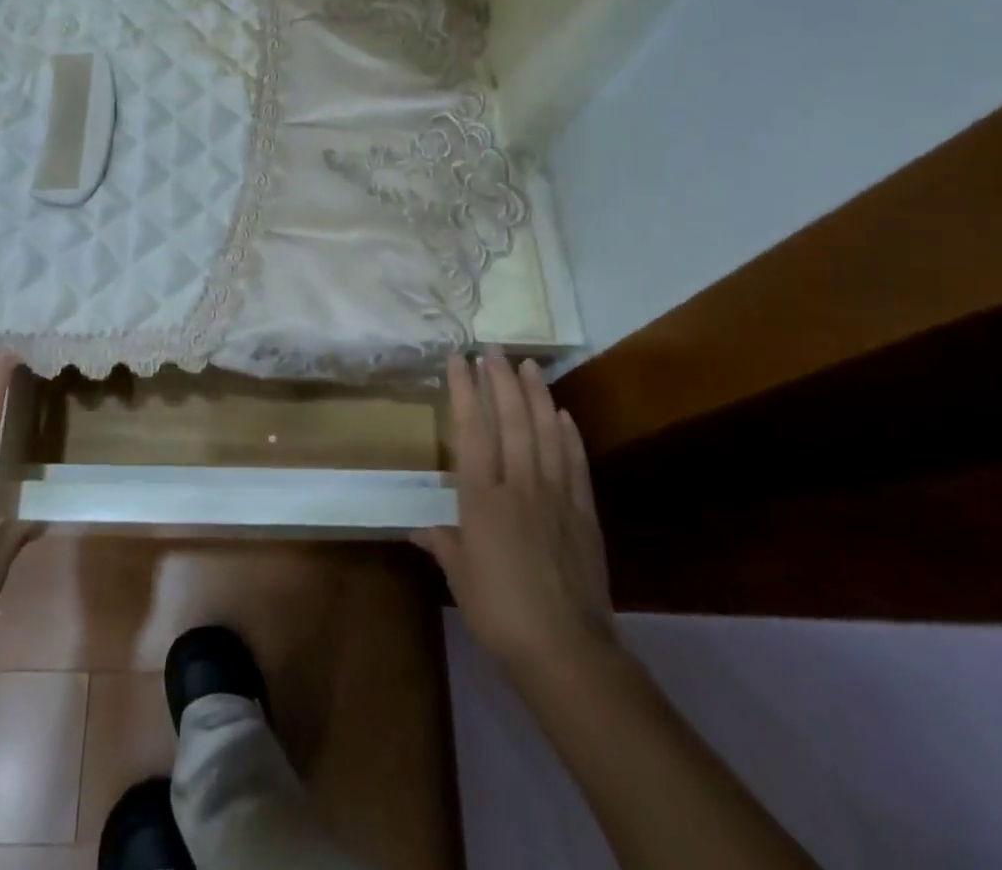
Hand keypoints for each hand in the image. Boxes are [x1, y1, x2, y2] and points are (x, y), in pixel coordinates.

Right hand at [415, 350, 617, 686]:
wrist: (567, 651)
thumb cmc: (500, 613)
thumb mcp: (461, 577)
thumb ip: (443, 544)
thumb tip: (418, 530)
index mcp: (483, 498)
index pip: (472, 430)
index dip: (465, 391)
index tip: (459, 359)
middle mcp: (520, 486)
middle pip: (512, 420)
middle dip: (501, 380)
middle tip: (494, 349)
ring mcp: (557, 496)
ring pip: (546, 432)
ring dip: (537, 395)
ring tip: (529, 365)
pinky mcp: (584, 513)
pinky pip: (576, 463)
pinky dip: (569, 435)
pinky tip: (563, 414)